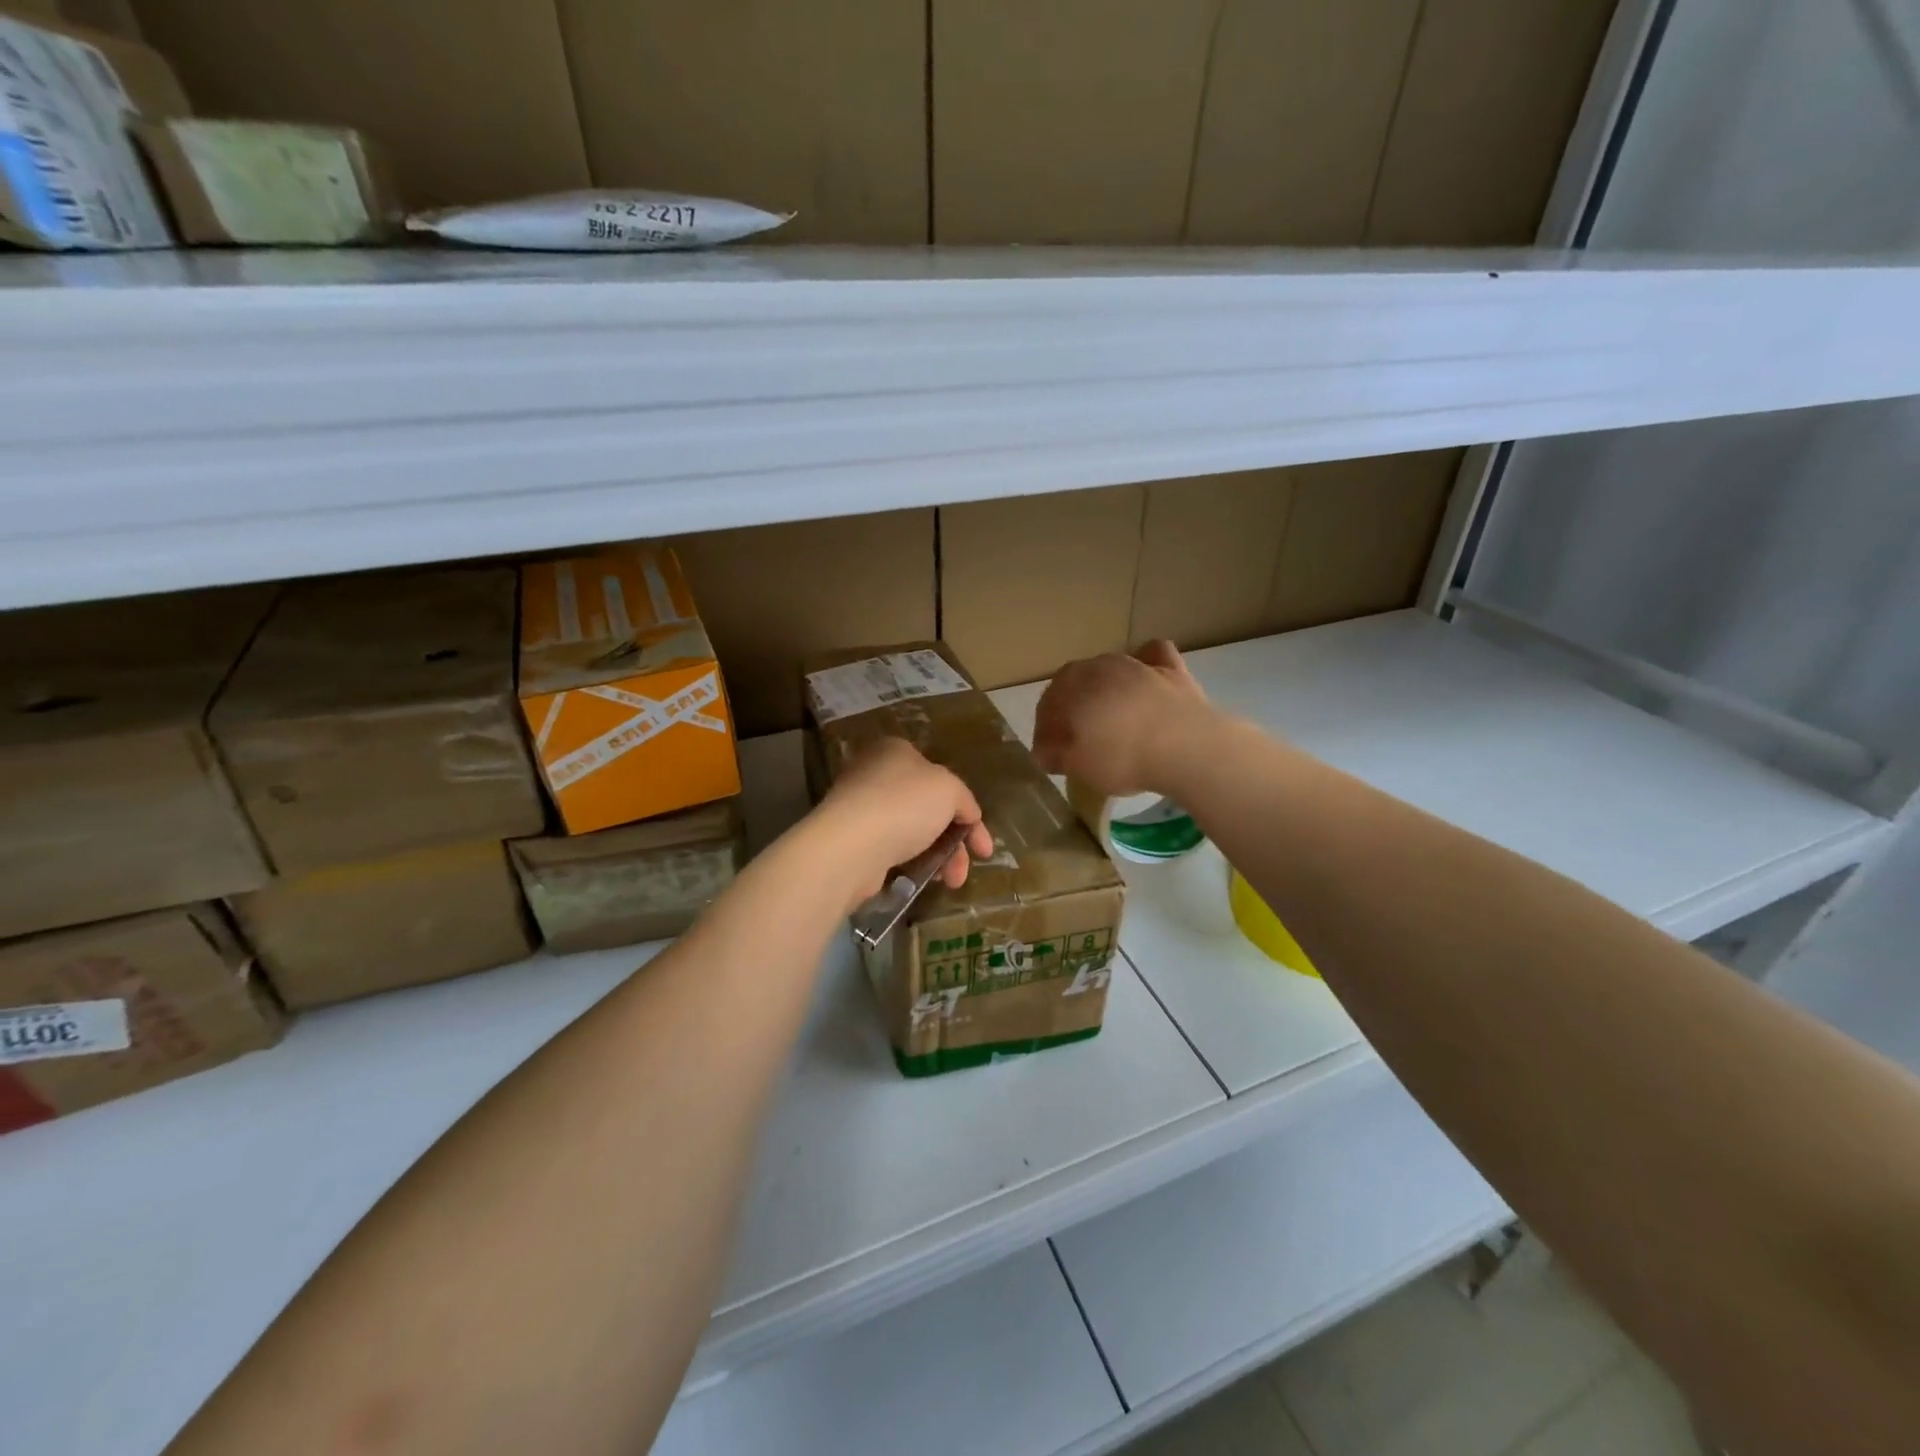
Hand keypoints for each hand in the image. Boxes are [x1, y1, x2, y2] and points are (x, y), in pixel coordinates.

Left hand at [816, 737, 993, 909]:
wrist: (851, 846)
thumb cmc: (904, 805)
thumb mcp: (950, 790)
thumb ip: (965, 800)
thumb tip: (968, 816)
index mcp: (897, 751)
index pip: (943, 779)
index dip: (968, 812)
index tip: (982, 846)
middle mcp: (877, 774)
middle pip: (931, 808)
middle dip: (956, 842)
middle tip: (967, 868)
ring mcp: (862, 807)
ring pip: (915, 832)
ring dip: (940, 857)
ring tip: (950, 882)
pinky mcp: (853, 839)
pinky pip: (893, 849)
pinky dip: (913, 863)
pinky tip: (924, 879)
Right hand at [1033, 639, 1212, 797]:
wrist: (1185, 747)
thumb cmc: (1122, 757)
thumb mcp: (1079, 766)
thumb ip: (1056, 755)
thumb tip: (1044, 751)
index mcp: (1069, 687)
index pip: (1047, 706)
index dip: (1045, 731)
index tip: (1052, 754)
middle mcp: (1097, 666)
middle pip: (1075, 683)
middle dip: (1072, 706)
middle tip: (1079, 737)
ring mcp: (1135, 663)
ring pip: (1110, 668)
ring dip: (1105, 689)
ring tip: (1112, 717)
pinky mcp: (1170, 668)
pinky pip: (1152, 656)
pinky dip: (1146, 663)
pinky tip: (1147, 678)